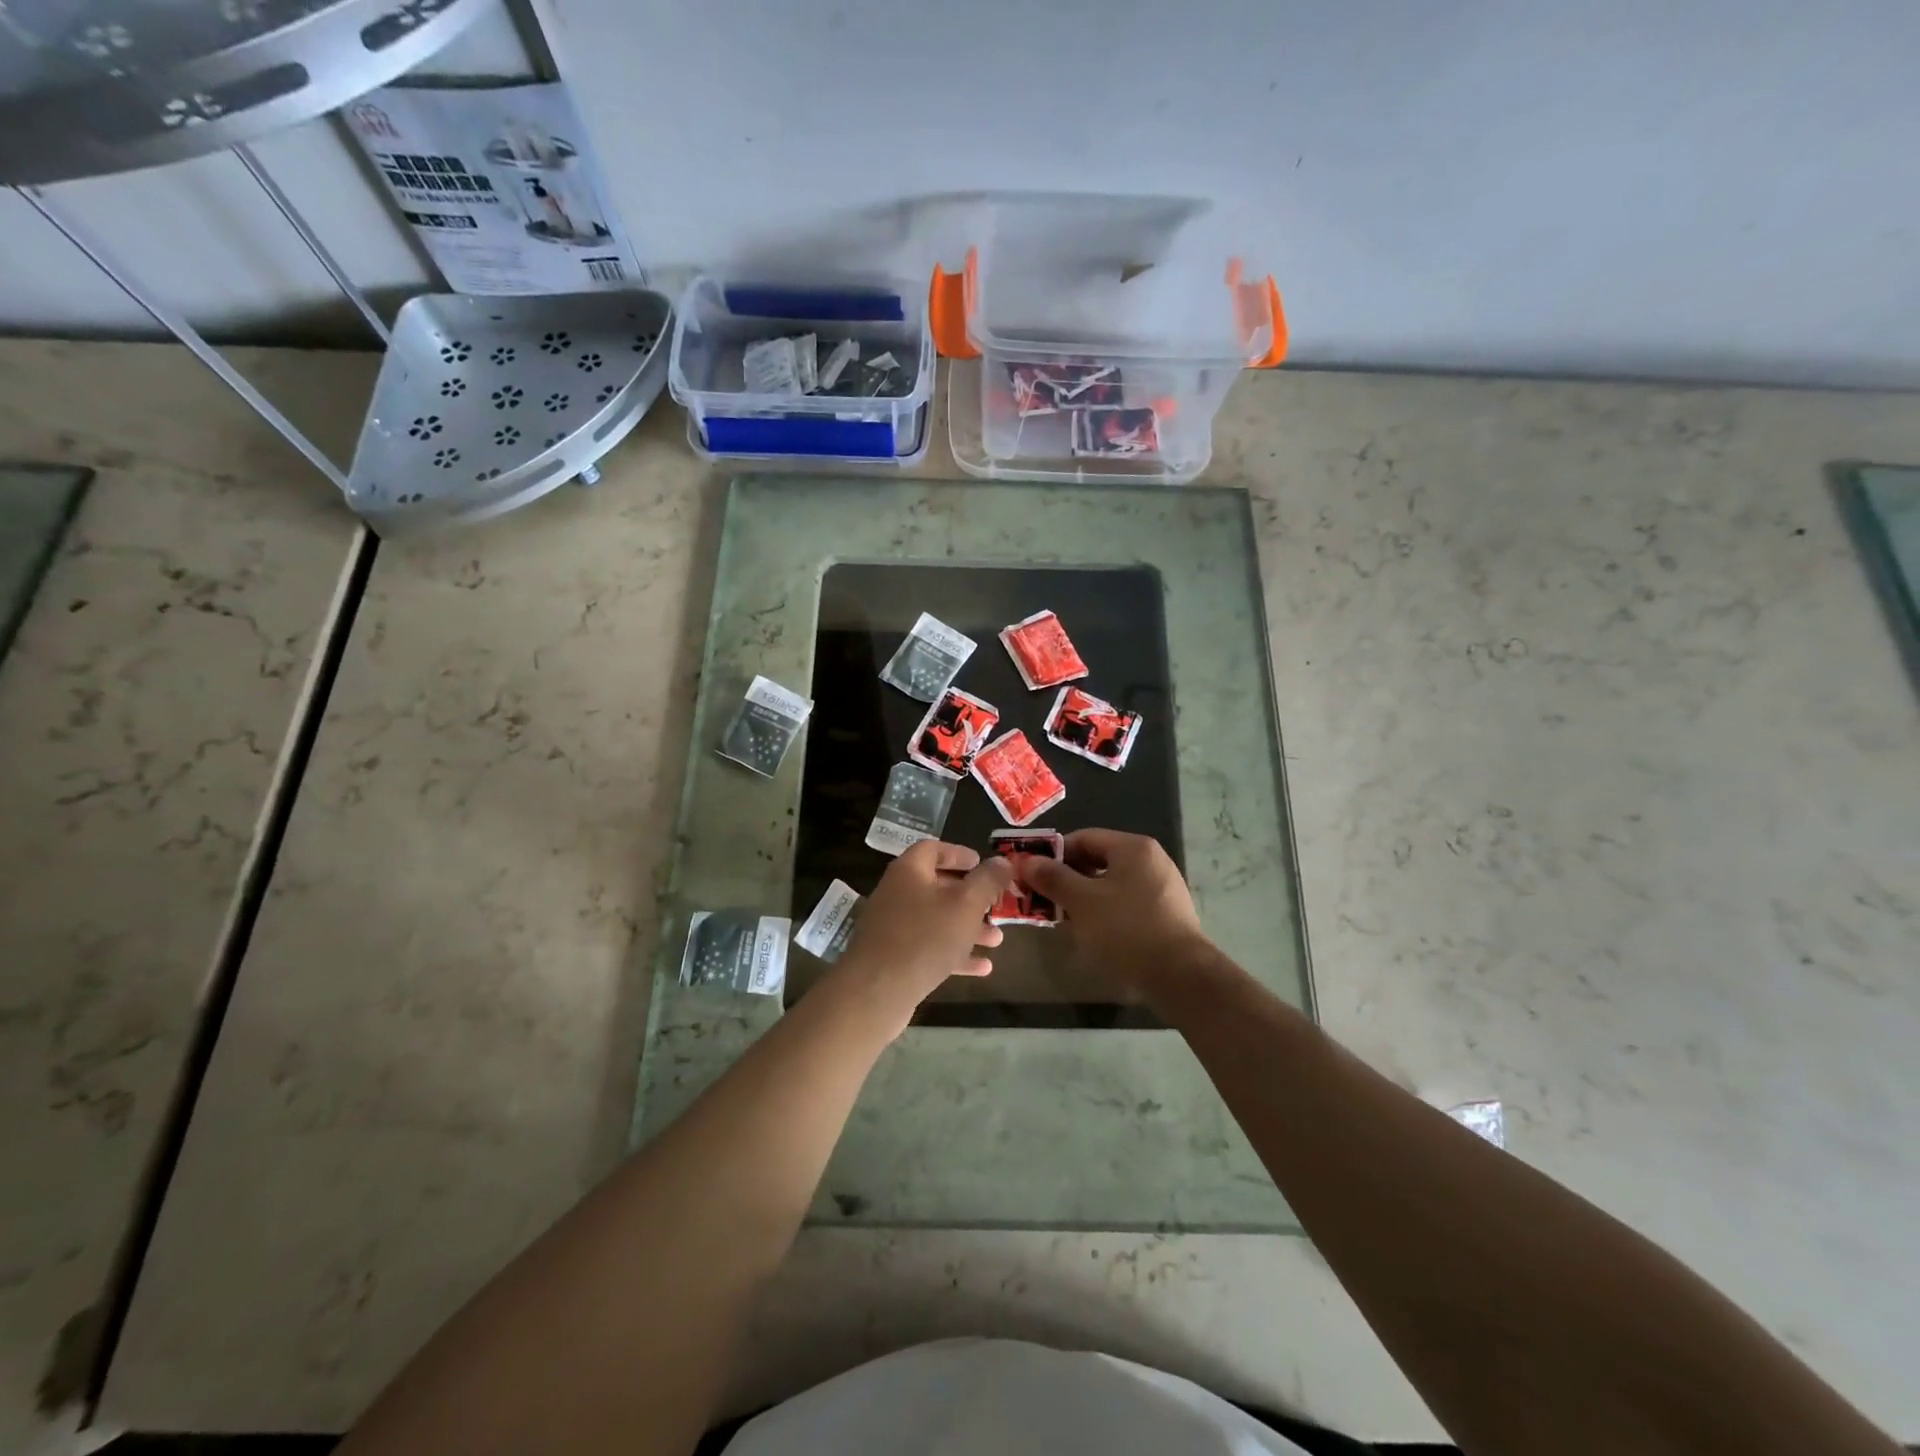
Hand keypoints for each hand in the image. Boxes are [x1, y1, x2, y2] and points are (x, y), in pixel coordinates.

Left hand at [825, 840, 1011, 1039]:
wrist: (877, 992)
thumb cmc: (925, 937)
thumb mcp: (965, 905)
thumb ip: (987, 881)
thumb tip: (1002, 860)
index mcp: (909, 872)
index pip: (932, 849)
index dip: (958, 853)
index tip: (982, 863)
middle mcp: (897, 894)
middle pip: (938, 887)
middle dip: (971, 897)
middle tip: (996, 905)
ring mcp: (893, 928)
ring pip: (936, 920)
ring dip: (967, 928)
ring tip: (997, 940)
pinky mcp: (894, 958)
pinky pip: (929, 948)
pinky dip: (954, 954)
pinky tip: (982, 968)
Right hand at [1018, 829, 1209, 1005]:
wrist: (1181, 977)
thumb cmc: (1126, 930)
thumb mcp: (1081, 902)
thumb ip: (1053, 878)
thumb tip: (1026, 860)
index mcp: (1132, 847)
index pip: (1082, 838)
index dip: (1053, 855)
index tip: (1032, 876)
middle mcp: (1151, 860)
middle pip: (1098, 860)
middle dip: (1067, 878)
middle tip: (1044, 900)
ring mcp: (1162, 887)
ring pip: (1111, 884)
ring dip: (1084, 897)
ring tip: (1064, 919)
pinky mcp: (1167, 914)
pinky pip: (1127, 903)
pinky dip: (1106, 912)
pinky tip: (1093, 933)